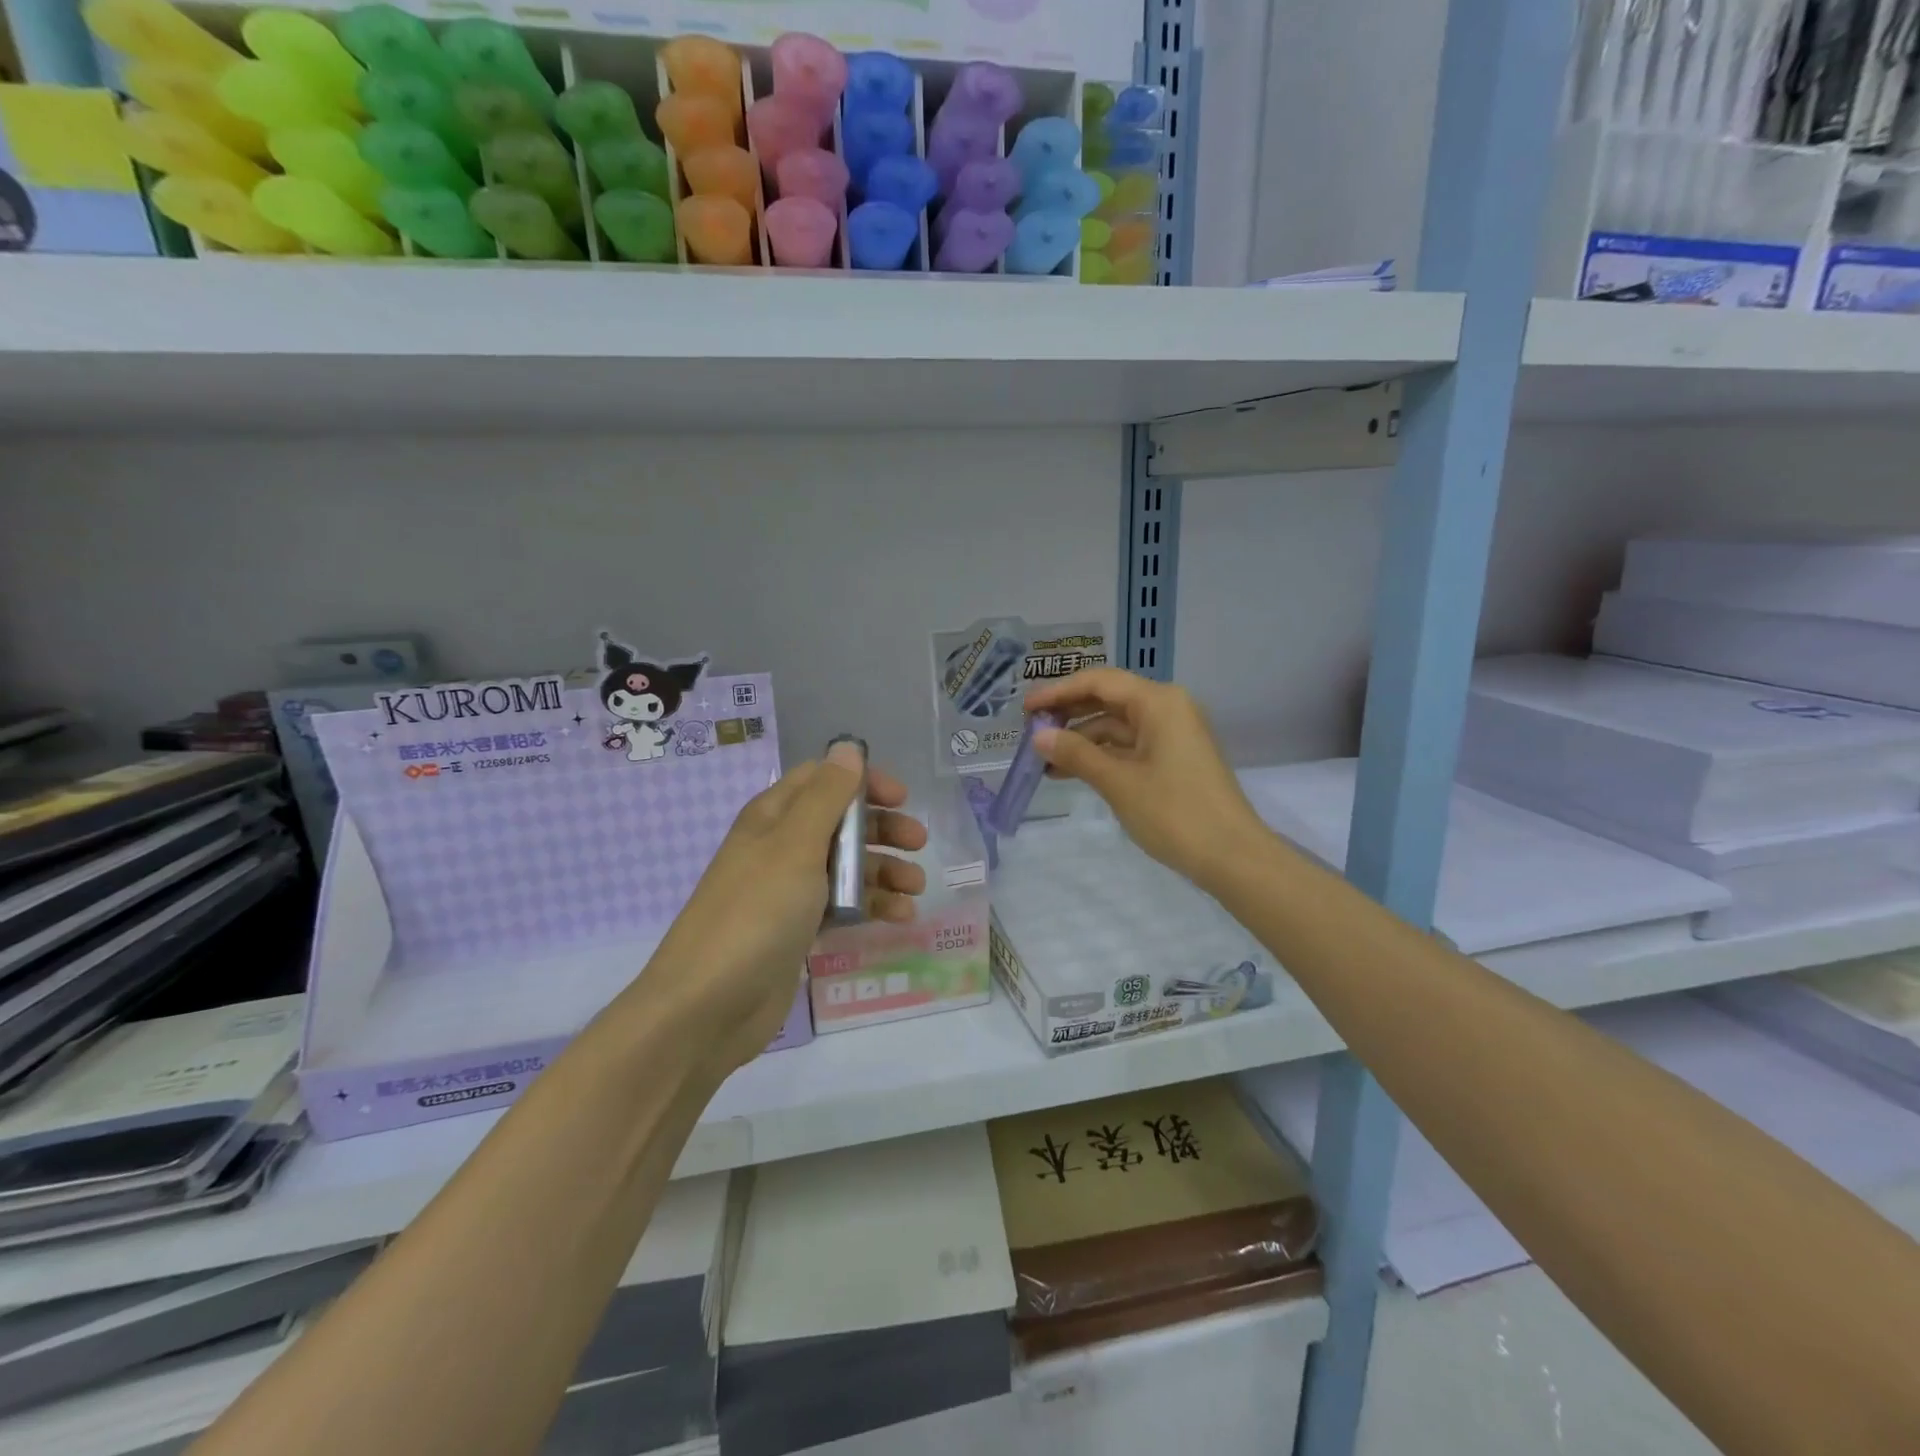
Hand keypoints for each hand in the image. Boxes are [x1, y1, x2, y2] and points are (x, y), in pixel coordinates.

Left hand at [643, 742, 927, 1076]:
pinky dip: (871, 907)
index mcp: (773, 817)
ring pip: (846, 867)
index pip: (822, 779)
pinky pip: (842, 906)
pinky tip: (900, 918)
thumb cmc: (756, 912)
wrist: (708, 1005)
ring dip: (884, 870)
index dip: (862, 782)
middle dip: (882, 829)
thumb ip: (827, 796)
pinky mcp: (796, 930)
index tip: (901, 799)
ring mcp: (788, 891)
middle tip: (919, 844)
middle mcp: (780, 847)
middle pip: (840, 823)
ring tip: (916, 888)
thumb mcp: (795, 845)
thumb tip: (847, 746)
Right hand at [1025, 668, 1267, 893]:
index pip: (1099, 682)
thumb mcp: (1118, 782)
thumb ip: (1076, 754)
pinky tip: (1071, 772)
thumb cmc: (1174, 812)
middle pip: (1108, 699)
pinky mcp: (1173, 759)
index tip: (1025, 709)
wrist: (1232, 856)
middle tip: (1029, 731)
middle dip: (1068, 714)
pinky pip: (1129, 747)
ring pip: (1116, 726)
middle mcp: (1167, 708)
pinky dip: (1101, 756)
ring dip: (1081, 739)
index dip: (1058, 692)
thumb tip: (1039, 737)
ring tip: (1043, 760)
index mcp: (1158, 702)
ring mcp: (1172, 735)